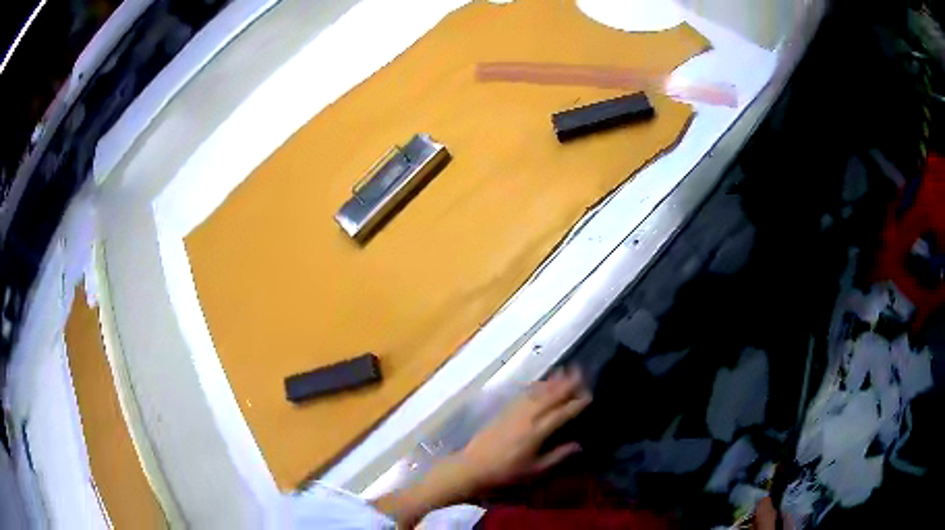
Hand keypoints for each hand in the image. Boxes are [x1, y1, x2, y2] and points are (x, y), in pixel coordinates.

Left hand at [452, 367, 591, 492]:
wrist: (473, 466)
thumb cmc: (506, 472)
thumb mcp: (535, 470)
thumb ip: (558, 456)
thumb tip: (578, 445)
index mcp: (537, 432)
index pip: (561, 414)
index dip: (576, 404)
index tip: (589, 395)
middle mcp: (527, 417)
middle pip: (550, 397)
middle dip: (566, 384)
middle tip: (581, 372)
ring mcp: (514, 412)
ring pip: (537, 392)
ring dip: (552, 381)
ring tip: (564, 370)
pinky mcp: (504, 411)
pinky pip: (523, 394)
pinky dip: (535, 386)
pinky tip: (540, 382)